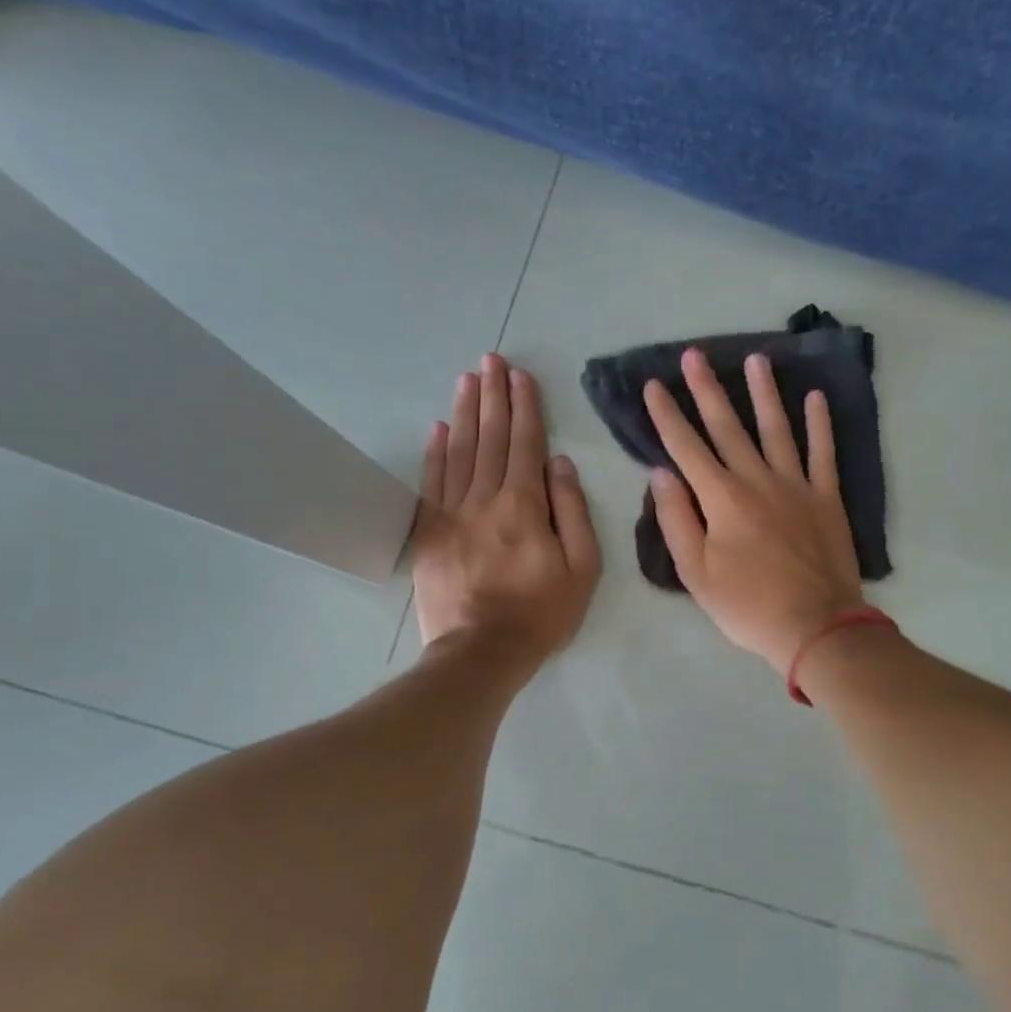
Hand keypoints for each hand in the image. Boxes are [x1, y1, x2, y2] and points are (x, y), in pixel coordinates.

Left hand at [413, 354, 599, 665]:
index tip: (521, 376)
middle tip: (492, 359)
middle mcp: (485, 498)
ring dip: (464, 412)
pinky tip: (438, 426)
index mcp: (525, 505)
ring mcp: (451, 513)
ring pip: (458, 451)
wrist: (481, 651)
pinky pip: (431, 482)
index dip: (524, 407)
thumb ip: (573, 511)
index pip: (524, 444)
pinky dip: (434, 451)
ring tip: (468, 379)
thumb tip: (561, 464)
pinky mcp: (429, 532)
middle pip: (490, 438)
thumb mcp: (582, 567)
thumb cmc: (541, 613)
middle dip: (493, 395)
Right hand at [645, 348, 863, 673]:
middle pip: (728, 427)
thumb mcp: (696, 573)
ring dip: (764, 393)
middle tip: (695, 354)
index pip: (686, 448)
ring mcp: (797, 485)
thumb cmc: (748, 606)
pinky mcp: (827, 498)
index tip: (653, 385)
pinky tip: (816, 398)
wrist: (816, 627)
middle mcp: (758, 480)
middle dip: (708, 389)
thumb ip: (677, 520)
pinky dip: (820, 425)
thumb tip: (662, 474)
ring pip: (777, 429)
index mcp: (722, 499)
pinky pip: (823, 453)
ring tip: (756, 359)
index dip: (667, 416)